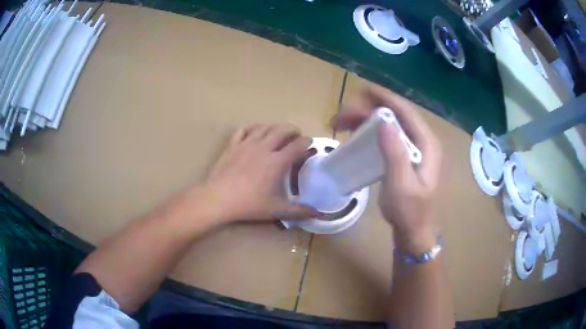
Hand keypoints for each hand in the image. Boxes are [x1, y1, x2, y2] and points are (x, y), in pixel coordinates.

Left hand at [202, 124, 318, 223]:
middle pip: (283, 130)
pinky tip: (255, 132)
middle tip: (296, 136)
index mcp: (277, 161)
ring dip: (275, 127)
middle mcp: (264, 148)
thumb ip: (298, 211)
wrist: (218, 199)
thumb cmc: (249, 204)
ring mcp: (247, 144)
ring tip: (278, 132)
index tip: (309, 144)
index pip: (297, 145)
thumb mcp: (276, 210)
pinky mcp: (233, 145)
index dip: (307, 142)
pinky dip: (252, 128)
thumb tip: (317, 213)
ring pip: (264, 127)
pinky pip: (244, 130)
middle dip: (293, 130)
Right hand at [332, 85, 442, 252]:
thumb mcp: (401, 185)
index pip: (406, 112)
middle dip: (368, 109)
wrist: (412, 230)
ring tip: (341, 122)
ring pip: (388, 124)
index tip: (363, 89)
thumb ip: (395, 153)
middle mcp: (421, 141)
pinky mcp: (403, 155)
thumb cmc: (409, 211)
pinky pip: (386, 135)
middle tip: (341, 115)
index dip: (385, 97)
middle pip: (395, 115)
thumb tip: (384, 121)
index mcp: (427, 144)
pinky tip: (354, 133)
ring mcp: (413, 148)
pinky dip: (369, 130)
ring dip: (365, 119)